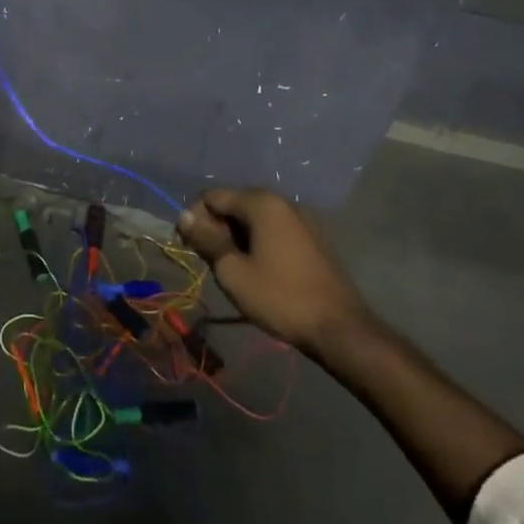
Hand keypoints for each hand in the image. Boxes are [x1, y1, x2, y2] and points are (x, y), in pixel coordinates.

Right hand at [177, 188, 371, 355]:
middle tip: (210, 260)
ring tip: (233, 268)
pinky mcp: (313, 237)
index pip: (213, 196)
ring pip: (255, 218)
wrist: (339, 328)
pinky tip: (259, 269)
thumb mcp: (232, 271)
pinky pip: (275, 229)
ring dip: (237, 236)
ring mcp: (302, 219)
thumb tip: (184, 216)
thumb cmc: (279, 297)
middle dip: (216, 227)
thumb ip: (205, 239)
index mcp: (262, 204)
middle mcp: (283, 202)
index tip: (189, 246)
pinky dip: (259, 241)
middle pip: (235, 204)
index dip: (194, 217)